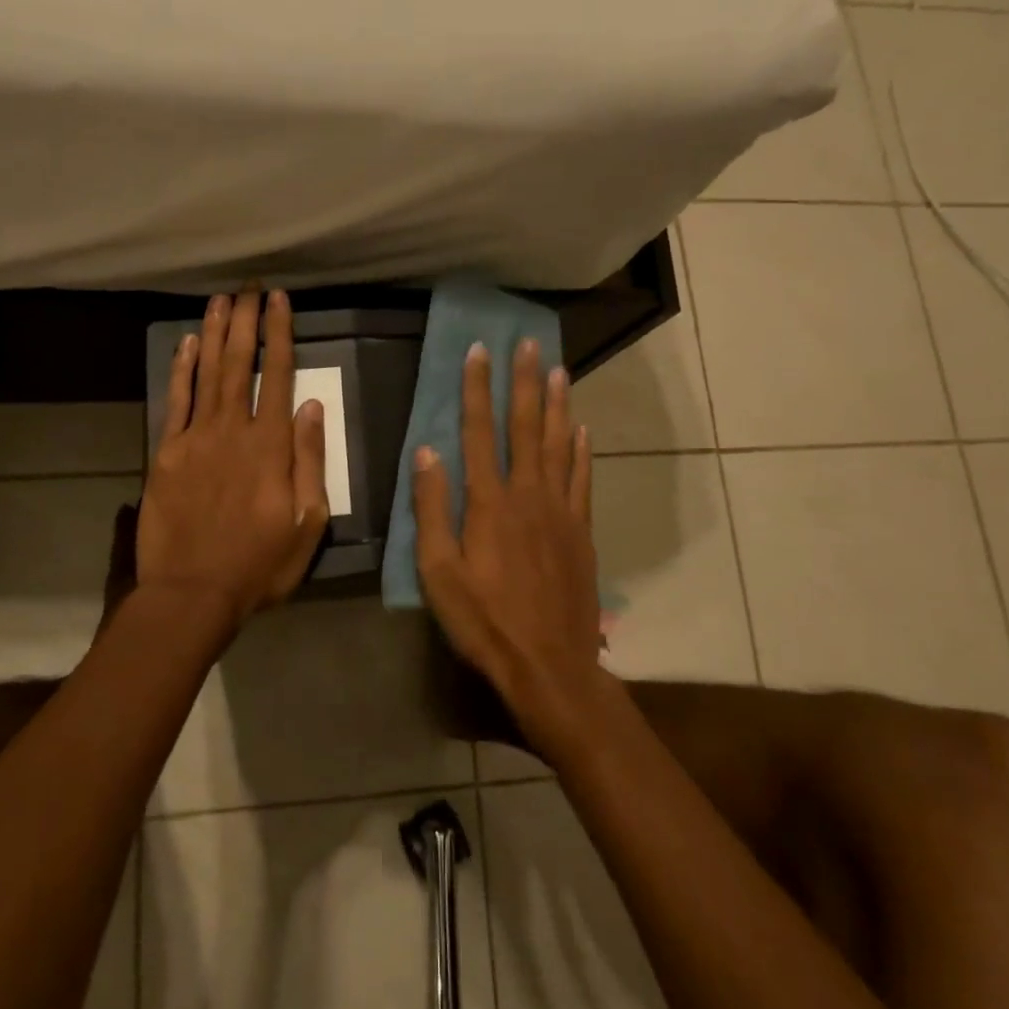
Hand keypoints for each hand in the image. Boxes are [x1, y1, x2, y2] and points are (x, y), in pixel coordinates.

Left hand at [137, 288, 329, 629]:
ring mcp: (195, 438)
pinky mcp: (166, 453)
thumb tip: (313, 408)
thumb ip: (310, 461)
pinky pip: (175, 401)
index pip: (280, 376)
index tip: (280, 301)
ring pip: (208, 373)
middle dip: (247, 321)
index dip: (280, 334)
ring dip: (215, 333)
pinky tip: (187, 343)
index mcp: (271, 446)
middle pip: (241, 364)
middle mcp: (233, 430)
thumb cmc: (260, 564)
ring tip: (221, 299)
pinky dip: (181, 370)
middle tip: (250, 286)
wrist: (192, 593)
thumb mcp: (307, 522)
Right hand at [413, 339, 604, 753]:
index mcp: (488, 503)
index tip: (479, 352)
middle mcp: (527, 495)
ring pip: (559, 445)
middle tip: (529, 344)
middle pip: (525, 427)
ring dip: (557, 405)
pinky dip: (582, 450)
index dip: (477, 389)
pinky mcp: (581, 531)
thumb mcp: (438, 572)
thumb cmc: (484, 621)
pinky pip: (583, 479)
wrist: (549, 664)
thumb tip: (426, 452)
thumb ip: (431, 509)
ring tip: (559, 370)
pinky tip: (582, 429)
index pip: (479, 432)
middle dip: (524, 382)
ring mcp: (560, 511)